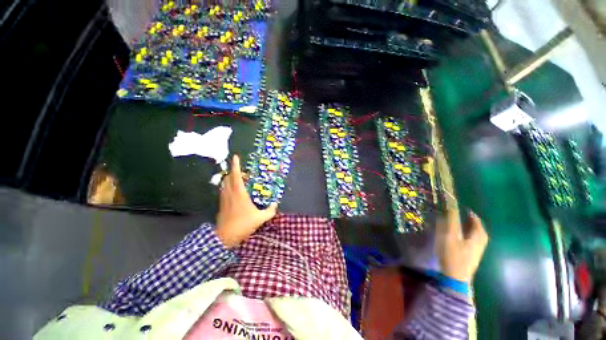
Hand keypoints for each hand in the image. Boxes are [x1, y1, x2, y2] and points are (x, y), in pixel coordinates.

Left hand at [216, 155, 277, 247]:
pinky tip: (232, 189)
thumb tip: (275, 204)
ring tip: (237, 177)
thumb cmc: (243, 225)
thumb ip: (269, 211)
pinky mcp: (221, 204)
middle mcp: (230, 193)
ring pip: (224, 183)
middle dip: (233, 171)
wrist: (224, 237)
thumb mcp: (260, 218)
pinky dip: (227, 185)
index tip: (235, 157)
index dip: (236, 165)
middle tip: (241, 169)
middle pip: (228, 177)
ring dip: (229, 177)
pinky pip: (223, 190)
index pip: (236, 176)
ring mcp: (224, 198)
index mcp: (239, 193)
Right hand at [436, 209, 488, 282]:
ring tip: (461, 224)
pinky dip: (468, 235)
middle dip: (471, 221)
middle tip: (462, 215)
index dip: (469, 213)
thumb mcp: (450, 236)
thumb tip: (452, 206)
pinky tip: (461, 237)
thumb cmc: (453, 255)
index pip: (476, 221)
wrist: (455, 278)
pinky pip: (473, 241)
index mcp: (478, 237)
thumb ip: (452, 221)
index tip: (461, 208)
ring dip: (470, 228)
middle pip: (479, 229)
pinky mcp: (472, 256)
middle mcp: (481, 243)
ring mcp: (477, 251)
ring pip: (477, 236)